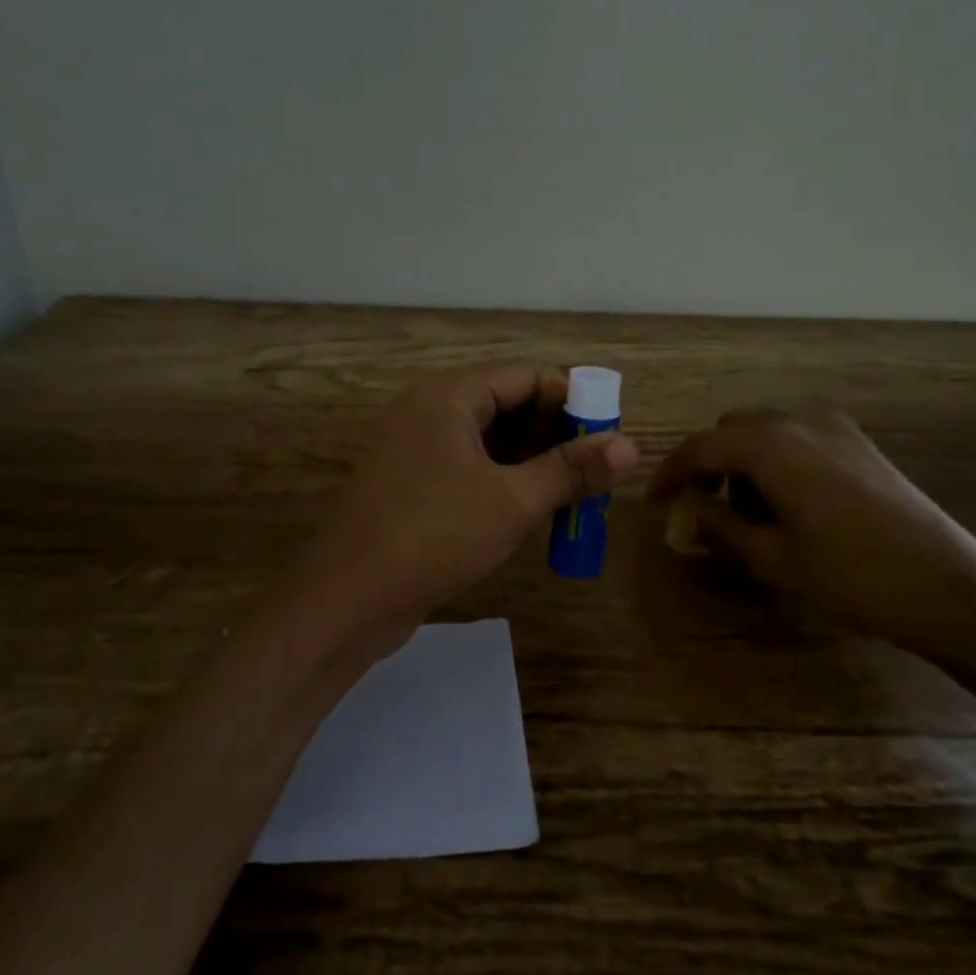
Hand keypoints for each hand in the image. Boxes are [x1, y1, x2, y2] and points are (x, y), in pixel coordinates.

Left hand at [286, 364, 637, 663]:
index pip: (526, 376)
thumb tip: (629, 447)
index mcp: (449, 395)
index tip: (609, 434)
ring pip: (488, 439)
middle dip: (555, 433)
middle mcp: (428, 409)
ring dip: (532, 460)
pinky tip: (530, 509)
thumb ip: (571, 470)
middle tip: (595, 469)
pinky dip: (502, 479)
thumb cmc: (433, 536)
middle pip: (507, 403)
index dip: (573, 399)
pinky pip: (467, 465)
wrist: (346, 599)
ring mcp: (414, 446)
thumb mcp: (512, 501)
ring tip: (572, 494)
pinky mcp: (409, 482)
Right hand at [648, 405, 975, 661]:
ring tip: (744, 510)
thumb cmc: (850, 576)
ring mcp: (836, 429)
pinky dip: (775, 459)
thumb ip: (720, 524)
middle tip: (699, 504)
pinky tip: (786, 502)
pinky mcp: (860, 444)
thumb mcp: (772, 558)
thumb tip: (690, 506)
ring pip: (766, 430)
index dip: (670, 472)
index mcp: (771, 446)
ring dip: (742, 460)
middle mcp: (800, 422)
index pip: (700, 446)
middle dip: (707, 462)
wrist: (949, 587)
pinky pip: (798, 438)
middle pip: (732, 428)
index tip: (653, 500)